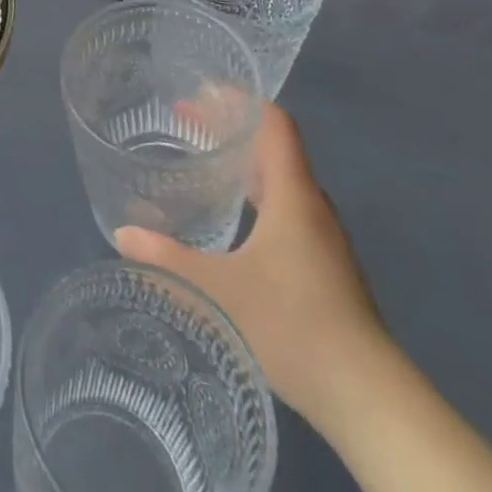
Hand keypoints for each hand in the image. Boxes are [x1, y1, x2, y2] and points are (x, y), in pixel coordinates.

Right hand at [115, 102, 393, 432]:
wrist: (369, 401)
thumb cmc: (294, 326)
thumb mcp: (219, 290)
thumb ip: (168, 259)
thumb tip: (122, 235)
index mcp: (294, 194)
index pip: (274, 122)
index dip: (239, 98)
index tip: (198, 90)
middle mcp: (312, 205)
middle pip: (272, 146)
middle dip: (229, 127)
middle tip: (183, 122)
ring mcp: (322, 238)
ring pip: (280, 179)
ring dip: (242, 162)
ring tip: (202, 161)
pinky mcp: (324, 267)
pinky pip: (285, 207)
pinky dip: (254, 194)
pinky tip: (231, 219)